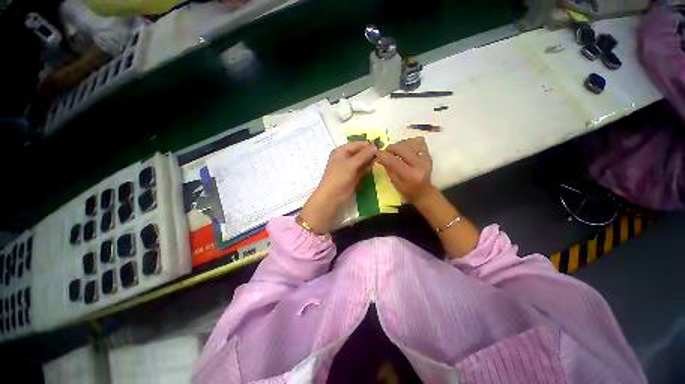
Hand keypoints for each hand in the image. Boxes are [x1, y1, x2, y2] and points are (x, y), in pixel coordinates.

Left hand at [300, 141, 376, 232]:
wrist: (332, 197)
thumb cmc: (339, 177)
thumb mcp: (351, 164)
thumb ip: (364, 154)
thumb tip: (375, 146)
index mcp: (341, 151)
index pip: (357, 144)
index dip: (368, 144)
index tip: (381, 145)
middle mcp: (345, 158)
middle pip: (360, 152)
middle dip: (370, 152)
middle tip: (383, 154)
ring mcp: (349, 168)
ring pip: (362, 161)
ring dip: (370, 160)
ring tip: (380, 160)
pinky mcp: (353, 176)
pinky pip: (362, 170)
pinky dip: (367, 168)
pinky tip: (374, 167)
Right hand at [375, 137, 435, 203]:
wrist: (423, 192)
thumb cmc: (407, 190)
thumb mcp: (395, 182)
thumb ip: (388, 168)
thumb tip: (379, 157)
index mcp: (410, 175)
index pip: (394, 161)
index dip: (383, 155)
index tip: (376, 152)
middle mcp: (420, 165)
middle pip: (402, 148)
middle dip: (391, 148)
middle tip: (386, 152)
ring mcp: (426, 158)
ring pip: (410, 142)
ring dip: (399, 144)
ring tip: (395, 150)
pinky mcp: (429, 154)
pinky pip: (419, 142)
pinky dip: (410, 143)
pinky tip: (405, 148)